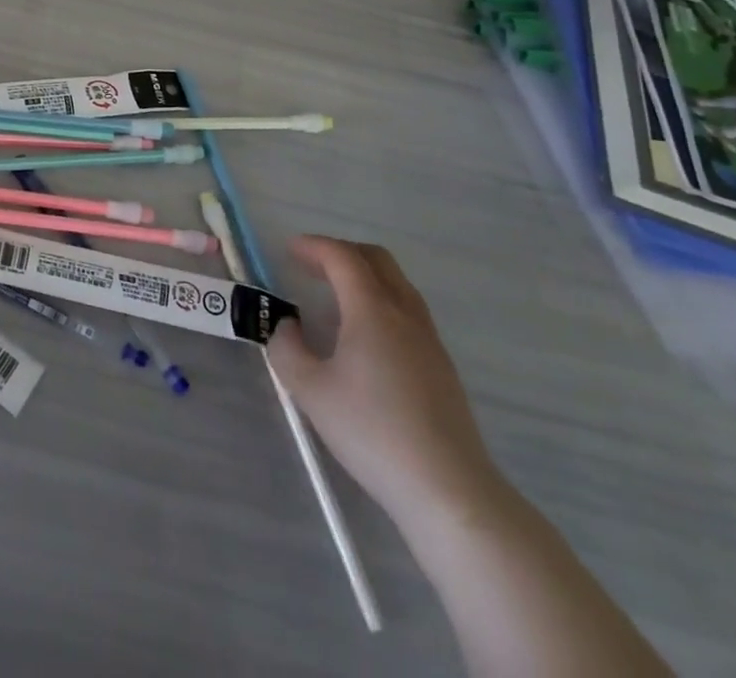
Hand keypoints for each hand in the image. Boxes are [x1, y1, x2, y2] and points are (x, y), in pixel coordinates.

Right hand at [267, 235, 501, 529]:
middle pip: (376, 260)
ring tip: (334, 297)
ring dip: (364, 277)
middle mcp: (405, 313)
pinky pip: (407, 311)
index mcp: (372, 310)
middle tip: (311, 266)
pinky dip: (380, 302)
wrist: (448, 490)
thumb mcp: (311, 391)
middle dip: (341, 253)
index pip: (342, 257)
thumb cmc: (373, 432)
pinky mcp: (442, 367)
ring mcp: (429, 340)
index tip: (288, 249)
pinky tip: (363, 336)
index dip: (313, 246)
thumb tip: (288, 327)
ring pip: (397, 284)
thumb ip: (287, 349)